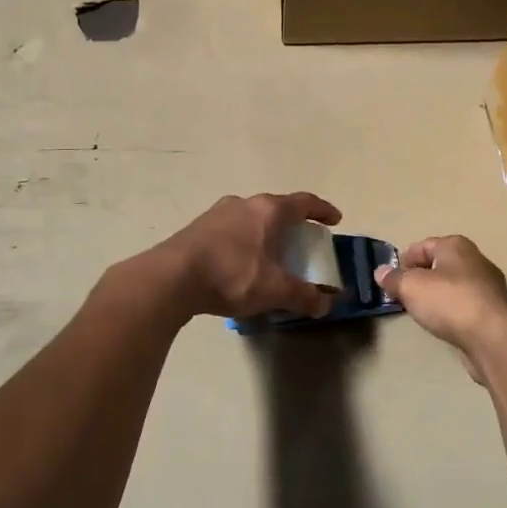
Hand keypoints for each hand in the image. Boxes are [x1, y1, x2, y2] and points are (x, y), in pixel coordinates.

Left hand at [156, 192, 341, 319]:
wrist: (172, 277)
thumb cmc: (232, 275)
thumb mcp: (274, 290)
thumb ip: (303, 296)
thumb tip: (326, 305)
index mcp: (269, 210)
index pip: (304, 202)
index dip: (323, 210)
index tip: (335, 219)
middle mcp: (245, 203)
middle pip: (277, 208)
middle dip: (293, 224)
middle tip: (303, 241)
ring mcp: (218, 212)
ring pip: (252, 218)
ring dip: (266, 232)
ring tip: (271, 253)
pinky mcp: (199, 227)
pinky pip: (232, 229)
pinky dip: (245, 241)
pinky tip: (241, 263)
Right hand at [375, 236, 506, 380]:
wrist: (493, 338)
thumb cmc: (449, 302)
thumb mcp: (411, 287)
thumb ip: (394, 278)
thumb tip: (380, 272)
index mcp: (455, 245)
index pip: (422, 246)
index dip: (403, 261)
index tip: (390, 279)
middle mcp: (474, 259)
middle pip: (439, 264)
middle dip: (420, 278)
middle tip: (403, 295)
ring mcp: (487, 285)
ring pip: (453, 285)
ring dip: (436, 295)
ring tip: (420, 311)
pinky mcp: (494, 311)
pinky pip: (464, 304)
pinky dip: (452, 311)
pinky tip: (443, 324)